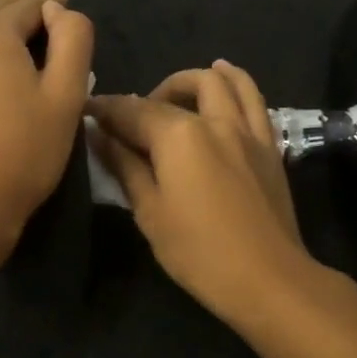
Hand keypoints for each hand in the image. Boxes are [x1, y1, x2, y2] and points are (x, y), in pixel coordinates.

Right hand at [87, 60, 314, 318]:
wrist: (268, 278)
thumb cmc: (199, 252)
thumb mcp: (150, 212)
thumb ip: (125, 167)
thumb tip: (99, 136)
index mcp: (178, 136)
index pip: (132, 111)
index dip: (105, 109)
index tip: (87, 111)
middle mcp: (214, 121)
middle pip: (175, 93)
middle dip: (145, 97)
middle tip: (131, 121)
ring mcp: (247, 130)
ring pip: (223, 82)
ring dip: (193, 79)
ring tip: (176, 92)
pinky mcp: (269, 145)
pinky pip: (254, 99)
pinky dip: (236, 83)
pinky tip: (224, 84)